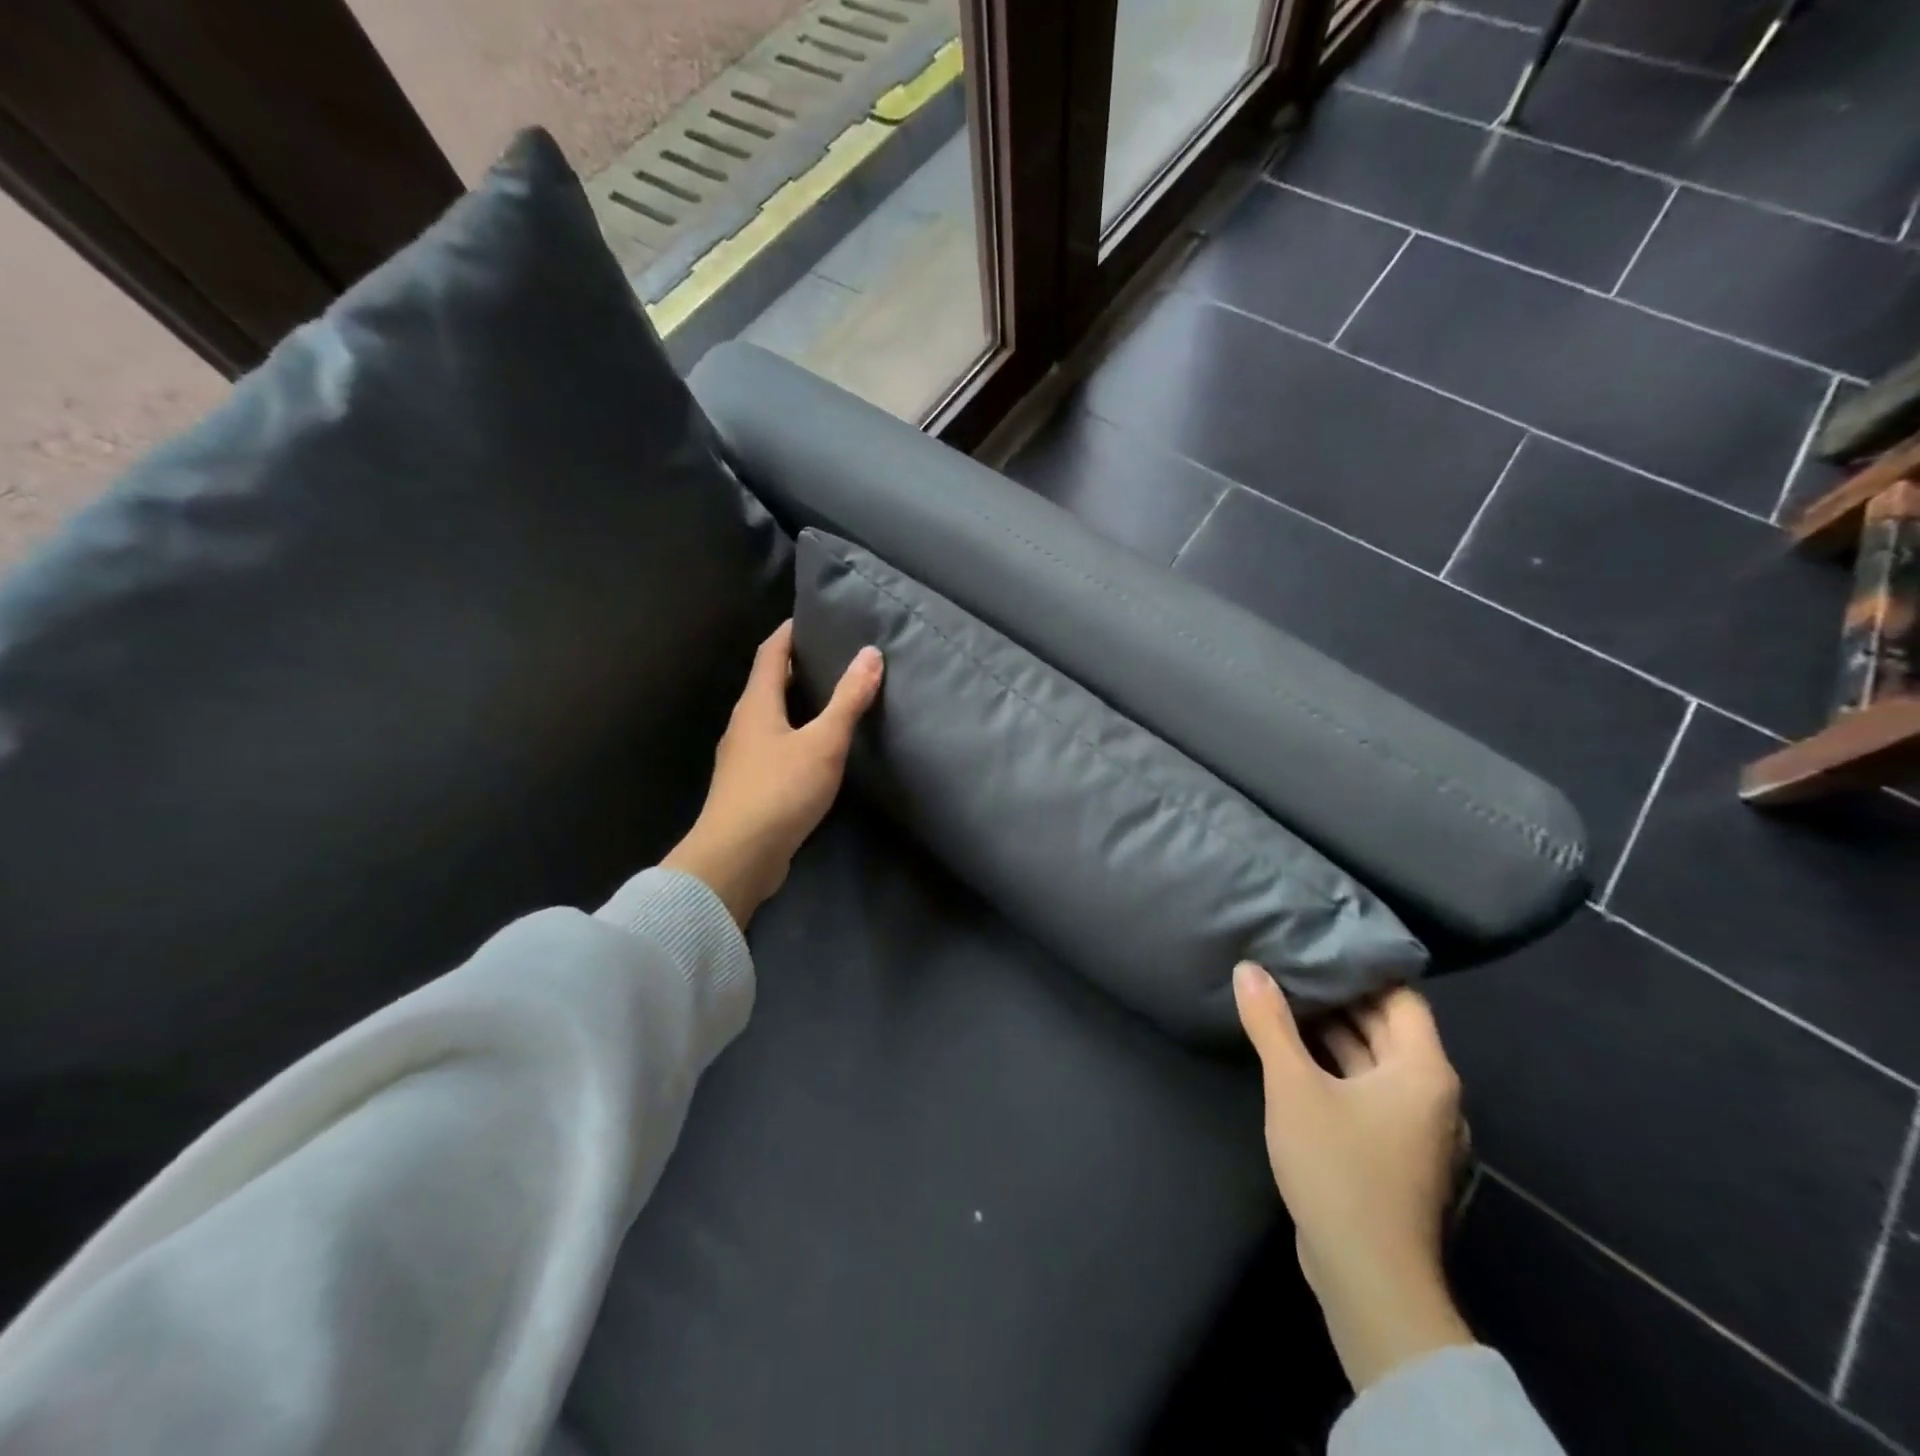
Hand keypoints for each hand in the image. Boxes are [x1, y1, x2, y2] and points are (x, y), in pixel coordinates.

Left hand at [662, 621, 882, 927]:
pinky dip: (794, 735)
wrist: (738, 857)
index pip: (770, 653)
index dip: (789, 632)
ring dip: (796, 704)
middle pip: (768, 684)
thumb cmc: (780, 790)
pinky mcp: (749, 787)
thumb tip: (870, 653)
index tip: (812, 618)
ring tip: (831, 700)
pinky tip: (816, 750)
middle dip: (796, 668)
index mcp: (756, 705)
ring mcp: (742, 758)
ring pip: (770, 718)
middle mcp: (743, 725)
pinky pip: (773, 747)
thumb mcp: (823, 742)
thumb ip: (848, 700)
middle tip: (833, 657)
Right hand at [1233, 965, 1473, 1391]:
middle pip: (1387, 1026)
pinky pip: (1366, 1090)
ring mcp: (1413, 1127)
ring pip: (1374, 1061)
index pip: (1400, 996)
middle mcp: (1430, 1093)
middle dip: (1340, 997)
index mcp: (1423, 1070)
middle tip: (1290, 963)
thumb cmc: (1339, 1168)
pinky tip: (1293, 1054)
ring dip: (1334, 1033)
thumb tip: (1248, 968)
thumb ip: (1270, 1023)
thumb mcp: (1294, 1086)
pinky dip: (1336, 1067)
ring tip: (1284, 998)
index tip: (1318, 943)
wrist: (1367, 1277)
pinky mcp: (1393, 1152)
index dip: (1361, 968)